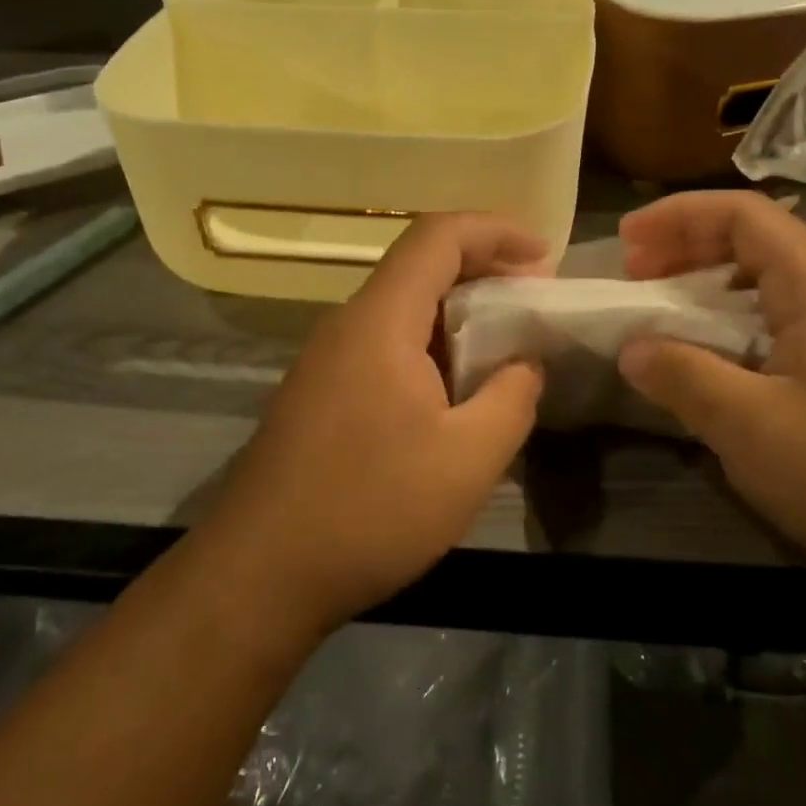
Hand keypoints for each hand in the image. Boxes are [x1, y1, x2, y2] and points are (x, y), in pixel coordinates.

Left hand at [201, 214, 547, 636]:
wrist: (259, 575)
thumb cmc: (370, 510)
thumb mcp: (468, 459)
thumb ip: (512, 398)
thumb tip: (525, 364)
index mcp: (380, 320)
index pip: (437, 236)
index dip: (496, 230)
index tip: (545, 257)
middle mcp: (347, 325)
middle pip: (419, 267)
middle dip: (484, 271)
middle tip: (535, 303)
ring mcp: (326, 361)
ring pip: (402, 310)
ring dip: (458, 317)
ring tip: (506, 350)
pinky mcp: (319, 395)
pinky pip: (384, 346)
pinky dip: (431, 349)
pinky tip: (455, 394)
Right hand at [616, 190, 805, 593]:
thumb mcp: (752, 427)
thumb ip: (684, 377)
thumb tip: (630, 348)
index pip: (746, 216)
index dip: (680, 215)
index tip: (627, 240)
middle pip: (754, 240)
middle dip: (686, 245)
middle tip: (633, 273)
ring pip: (763, 282)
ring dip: (704, 283)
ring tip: (659, 307)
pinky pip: (772, 323)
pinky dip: (726, 322)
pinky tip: (704, 355)